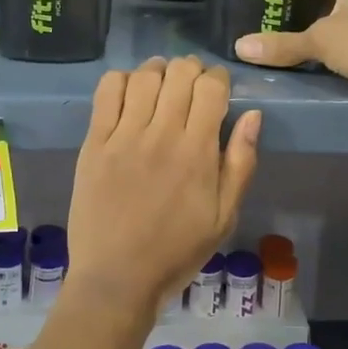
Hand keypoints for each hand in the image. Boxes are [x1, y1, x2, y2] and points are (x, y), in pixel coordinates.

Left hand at [67, 56, 260, 315]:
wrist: (117, 278)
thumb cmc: (176, 251)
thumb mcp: (224, 217)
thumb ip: (241, 163)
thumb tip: (253, 115)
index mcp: (198, 152)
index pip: (212, 87)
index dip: (219, 78)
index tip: (218, 88)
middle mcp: (162, 135)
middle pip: (180, 73)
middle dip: (192, 70)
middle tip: (191, 86)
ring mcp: (124, 136)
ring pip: (144, 76)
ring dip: (158, 70)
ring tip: (162, 84)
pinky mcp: (94, 143)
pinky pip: (107, 92)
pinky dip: (122, 80)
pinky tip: (130, 93)